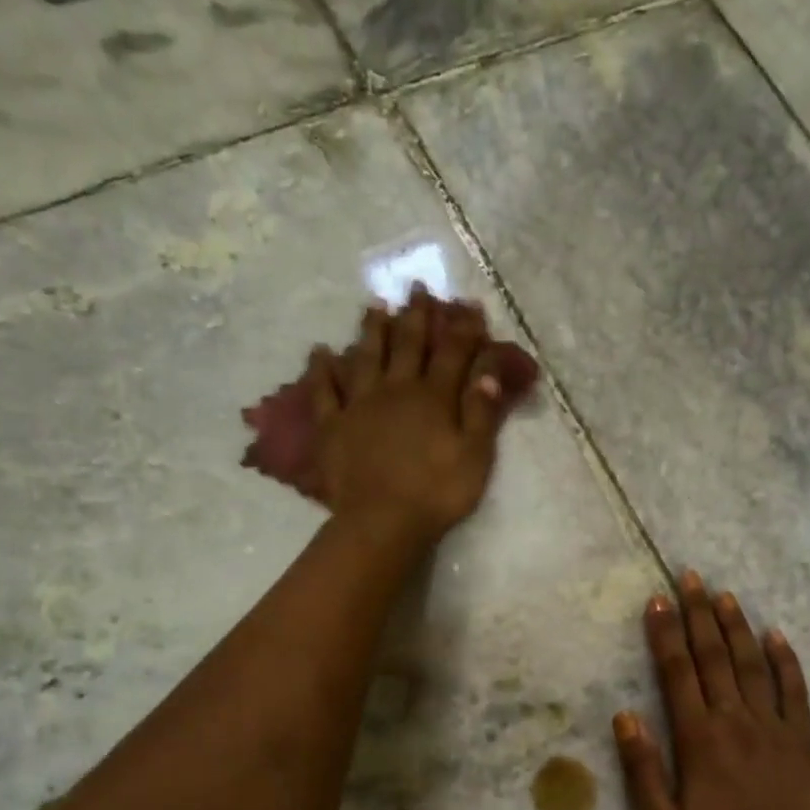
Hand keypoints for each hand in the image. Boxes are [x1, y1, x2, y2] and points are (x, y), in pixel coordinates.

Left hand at [306, 288, 508, 544]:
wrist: (382, 521)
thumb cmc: (437, 492)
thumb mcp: (475, 455)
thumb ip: (482, 411)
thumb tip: (489, 369)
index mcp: (433, 397)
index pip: (452, 353)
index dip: (463, 328)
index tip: (469, 306)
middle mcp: (396, 389)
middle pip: (407, 344)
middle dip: (415, 315)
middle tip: (416, 288)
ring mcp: (360, 404)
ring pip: (366, 356)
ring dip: (371, 329)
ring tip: (374, 305)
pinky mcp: (333, 425)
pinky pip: (325, 390)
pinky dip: (322, 369)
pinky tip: (321, 352)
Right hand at [613, 571, 809, 809]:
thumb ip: (641, 768)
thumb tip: (624, 715)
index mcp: (698, 739)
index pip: (677, 672)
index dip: (665, 633)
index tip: (658, 599)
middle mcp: (736, 721)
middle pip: (715, 656)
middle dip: (699, 613)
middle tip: (691, 577)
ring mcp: (775, 727)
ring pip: (753, 664)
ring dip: (737, 626)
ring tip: (725, 595)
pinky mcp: (803, 740)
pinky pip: (796, 690)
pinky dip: (786, 660)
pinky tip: (776, 634)